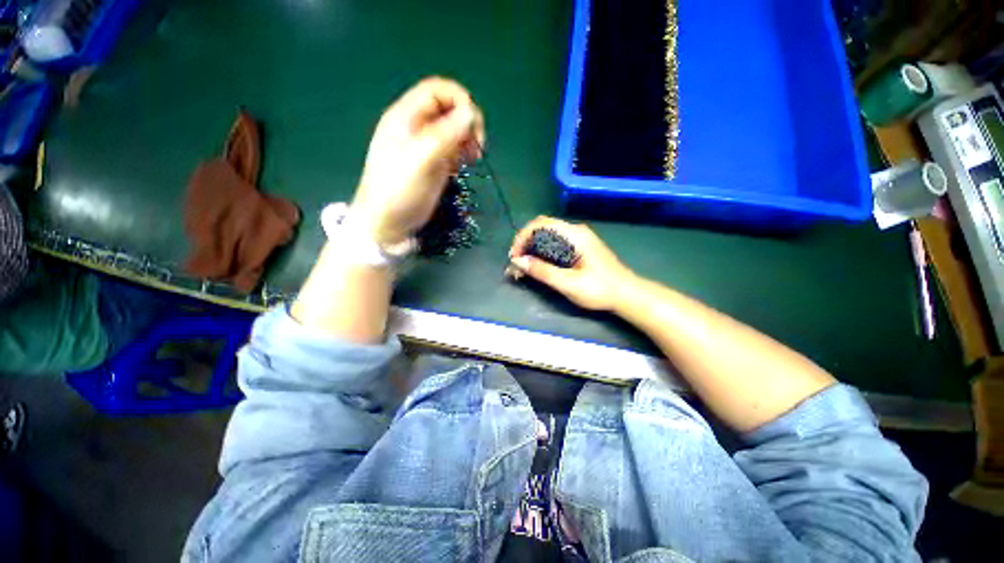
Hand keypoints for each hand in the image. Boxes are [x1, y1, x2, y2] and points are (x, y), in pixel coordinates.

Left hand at [351, 77, 485, 244]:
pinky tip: (461, 168)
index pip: (438, 90)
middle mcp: (417, 126)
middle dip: (467, 123)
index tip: (474, 126)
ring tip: (472, 159)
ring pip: (453, 129)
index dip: (460, 100)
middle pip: (449, 108)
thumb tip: (471, 112)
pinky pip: (452, 148)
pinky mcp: (433, 163)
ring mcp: (425, 146)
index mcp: (406, 116)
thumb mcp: (421, 160)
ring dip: (467, 139)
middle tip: (476, 148)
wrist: (387, 222)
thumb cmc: (399, 190)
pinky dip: (462, 153)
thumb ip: (445, 135)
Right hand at [508, 216, 635, 310]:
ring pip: (547, 236)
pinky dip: (542, 252)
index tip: (515, 257)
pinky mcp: (579, 247)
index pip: (540, 224)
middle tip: (518, 264)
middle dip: (525, 243)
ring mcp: (578, 238)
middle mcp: (575, 231)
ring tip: (524, 268)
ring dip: (532, 249)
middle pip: (542, 227)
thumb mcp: (569, 284)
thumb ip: (543, 271)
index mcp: (574, 235)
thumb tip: (517, 261)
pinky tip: (538, 266)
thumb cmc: (600, 289)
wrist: (627, 294)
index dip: (523, 237)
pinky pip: (555, 243)